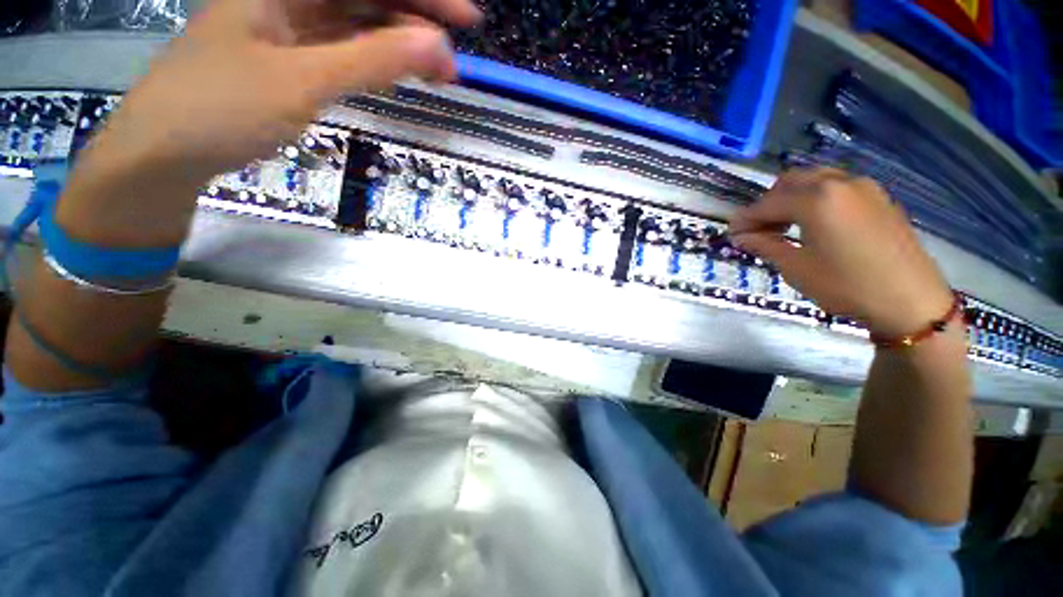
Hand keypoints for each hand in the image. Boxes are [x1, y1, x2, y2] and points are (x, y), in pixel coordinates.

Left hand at [78, 0, 479, 188]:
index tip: (465, 20)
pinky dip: (375, 61)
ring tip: (435, 74)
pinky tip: (398, 73)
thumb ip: (371, 60)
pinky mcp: (291, 59)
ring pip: (358, 23)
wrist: (165, 151)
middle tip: (452, 62)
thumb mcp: (302, 81)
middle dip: (415, 22)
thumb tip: (436, 47)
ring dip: (399, 45)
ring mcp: (288, 27)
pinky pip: (344, 49)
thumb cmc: (220, 107)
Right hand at [729, 168, 953, 337]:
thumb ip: (765, 245)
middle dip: (768, 203)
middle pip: (790, 182)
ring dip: (792, 197)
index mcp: (816, 199)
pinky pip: (837, 187)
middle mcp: (839, 182)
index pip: (767, 204)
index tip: (731, 233)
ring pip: (815, 180)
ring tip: (784, 225)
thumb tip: (740, 236)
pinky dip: (816, 198)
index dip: (745, 219)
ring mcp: (864, 187)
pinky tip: (814, 223)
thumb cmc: (846, 285)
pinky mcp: (879, 197)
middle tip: (757, 228)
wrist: (911, 301)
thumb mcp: (796, 268)